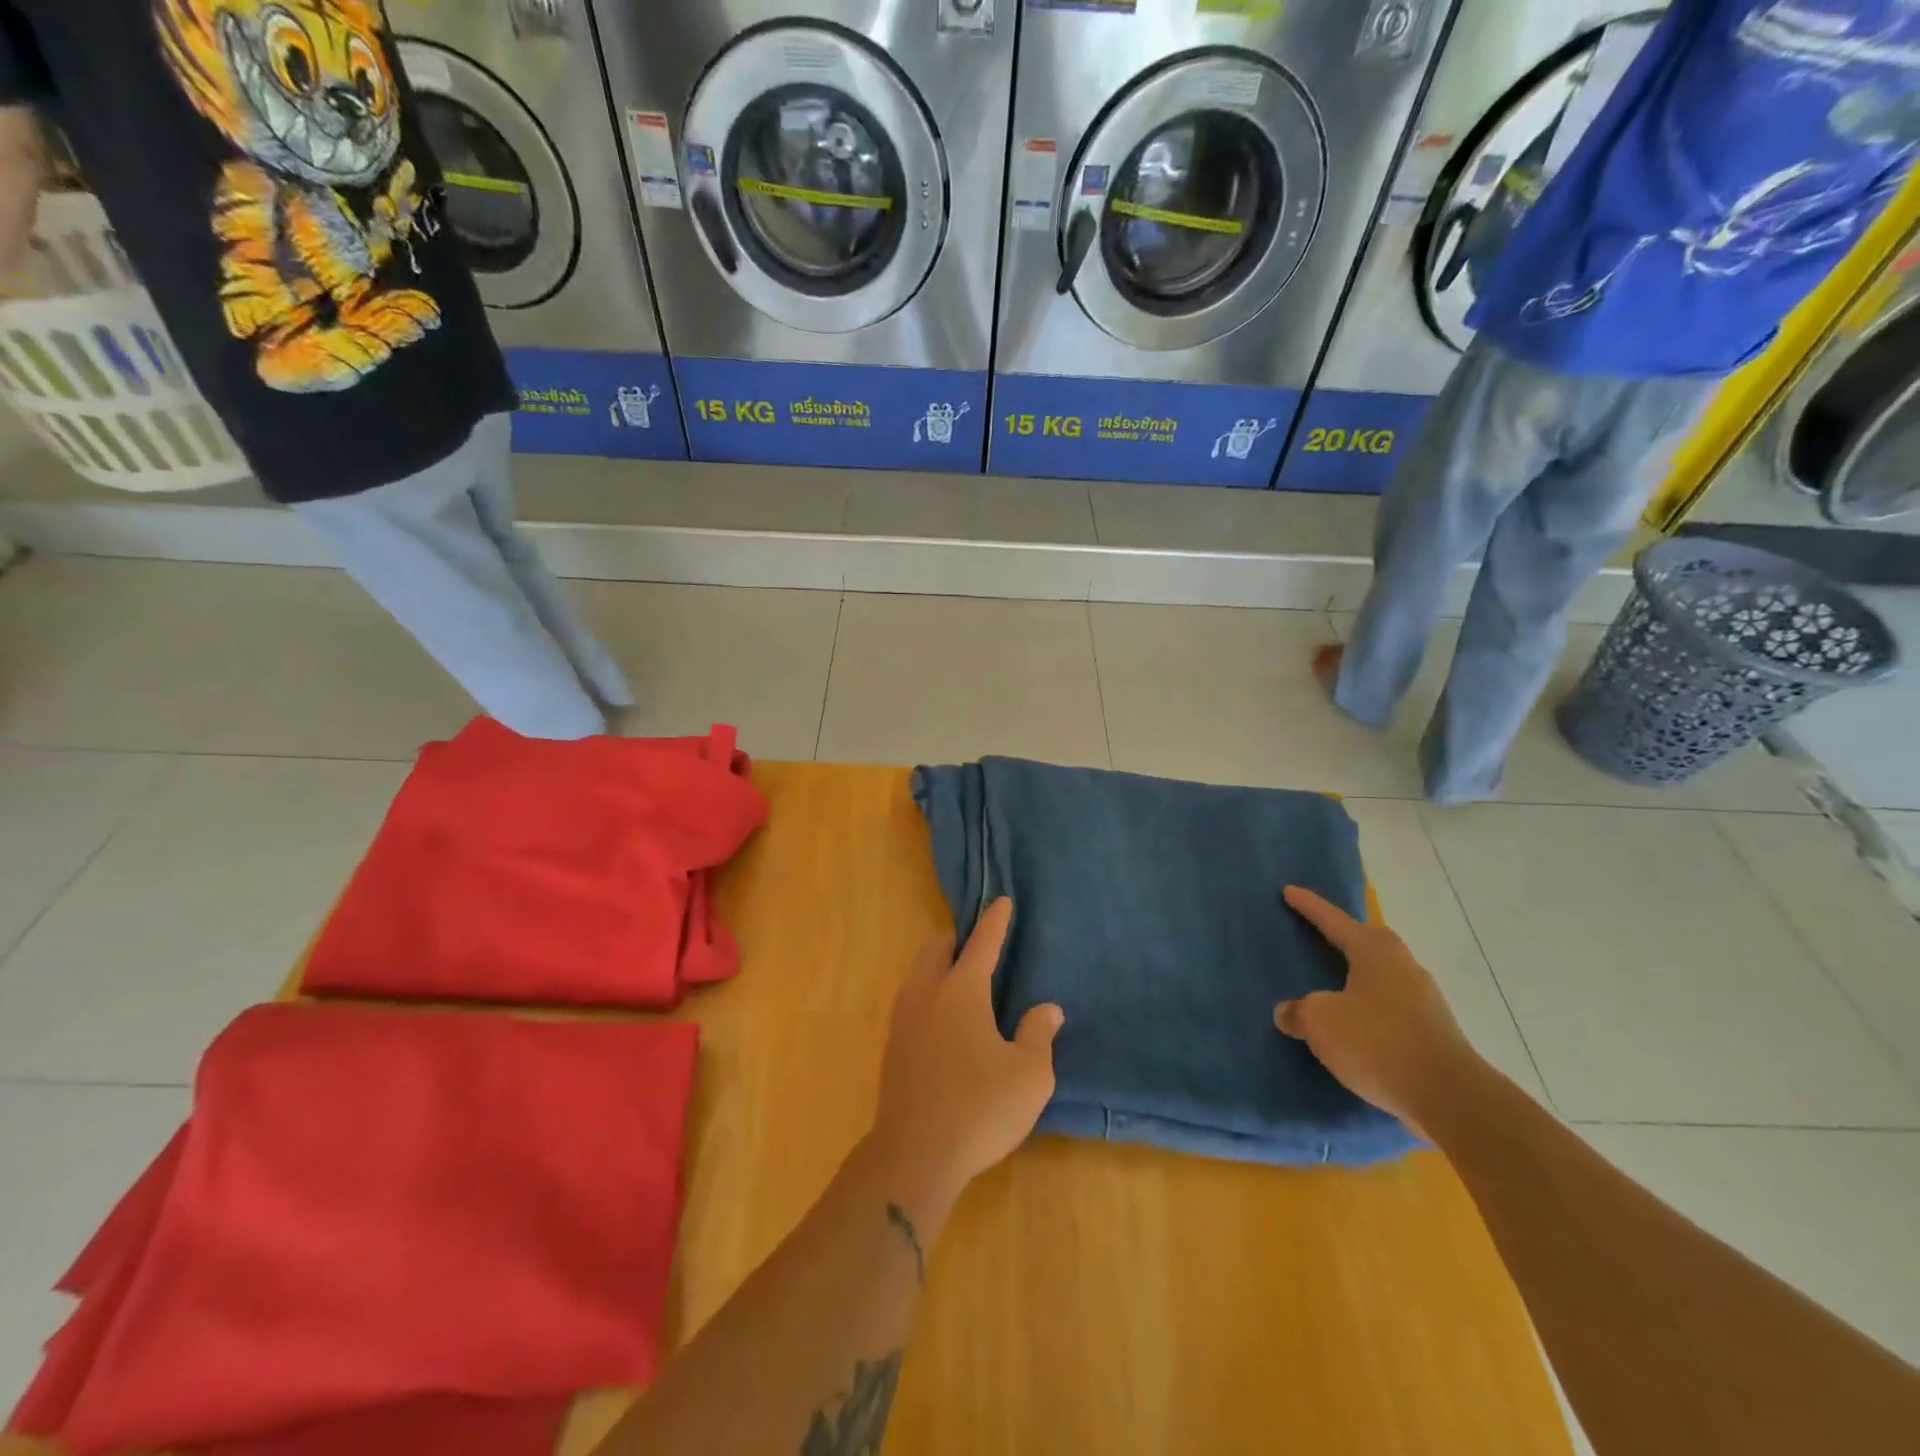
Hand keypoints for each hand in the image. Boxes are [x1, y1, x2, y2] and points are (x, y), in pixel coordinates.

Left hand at [870, 899, 1062, 1222]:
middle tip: (981, 948)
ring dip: (940, 965)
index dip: (995, 921)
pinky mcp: (892, 1045)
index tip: (1001, 901)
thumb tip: (1046, 1008)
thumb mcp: (1029, 1075)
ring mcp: (903, 1018)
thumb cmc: (980, 1108)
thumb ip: (1038, 1033)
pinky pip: (911, 999)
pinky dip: (929, 992)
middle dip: (959, 940)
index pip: (982, 943)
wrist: (914, 1155)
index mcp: (961, 991)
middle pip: (938, 948)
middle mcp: (927, 993)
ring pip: (919, 972)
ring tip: (963, 982)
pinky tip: (944, 1020)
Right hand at [1275, 886, 1478, 1139]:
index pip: (1334, 921)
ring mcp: (1425, 998)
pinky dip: (1373, 1004)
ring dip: (1361, 972)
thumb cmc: (1377, 1043)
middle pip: (1370, 940)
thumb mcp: (1321, 1022)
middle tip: (1322, 932)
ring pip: (1385, 972)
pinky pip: (1394, 1003)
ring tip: (1338, 980)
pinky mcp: (1435, 1029)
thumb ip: (1299, 1011)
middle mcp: (1403, 965)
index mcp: (1374, 952)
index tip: (1289, 891)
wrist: (1449, 1096)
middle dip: (1346, 934)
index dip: (1310, 907)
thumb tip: (1288, 1011)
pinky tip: (1360, 1021)